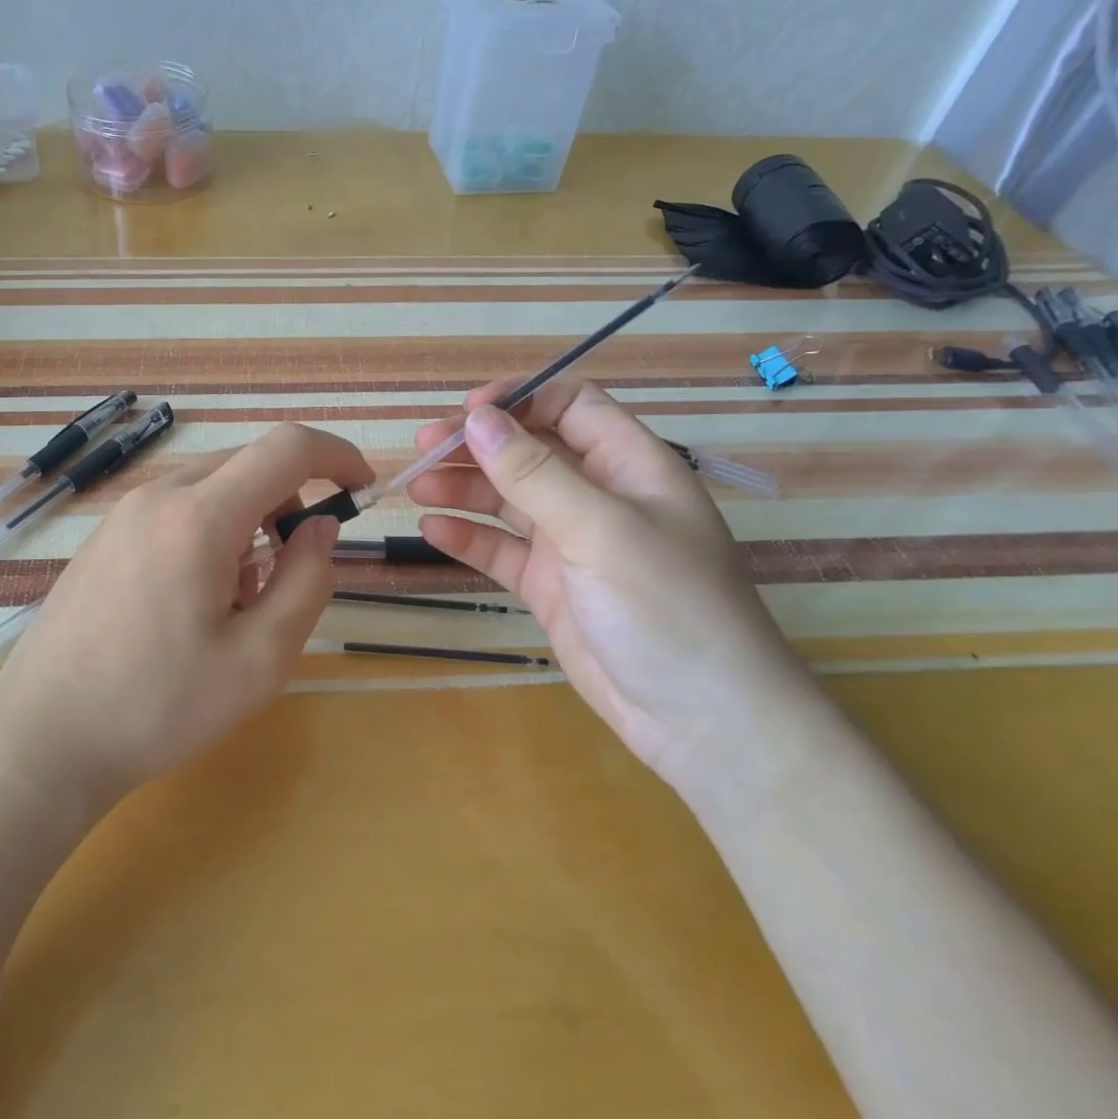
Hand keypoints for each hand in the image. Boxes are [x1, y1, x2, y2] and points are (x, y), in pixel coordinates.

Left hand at [0, 423, 369, 820]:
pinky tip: (191, 603)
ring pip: (213, 489)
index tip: (363, 489)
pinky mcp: (104, 537)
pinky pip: (177, 510)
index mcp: (200, 516)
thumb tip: (319, 528)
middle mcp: (158, 496)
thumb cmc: (159, 706)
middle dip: (291, 503)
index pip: (287, 448)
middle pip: (249, 465)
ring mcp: (123, 513)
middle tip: (292, 574)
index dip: (337, 456)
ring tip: (236, 603)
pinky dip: (210, 534)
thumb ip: (307, 581)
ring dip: (249, 524)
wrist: (43, 738)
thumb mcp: (260, 659)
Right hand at [408, 377, 827, 797]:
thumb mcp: (598, 529)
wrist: (699, 719)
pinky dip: (469, 538)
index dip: (520, 399)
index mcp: (630, 465)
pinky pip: (503, 551)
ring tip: (418, 487)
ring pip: (510, 501)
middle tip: (423, 447)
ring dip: (465, 489)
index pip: (572, 406)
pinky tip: (433, 530)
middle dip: (478, 445)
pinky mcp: (551, 587)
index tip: (467, 411)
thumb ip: (534, 473)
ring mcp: (573, 544)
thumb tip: (478, 418)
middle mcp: (600, 497)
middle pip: (531, 451)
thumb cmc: (664, 606)